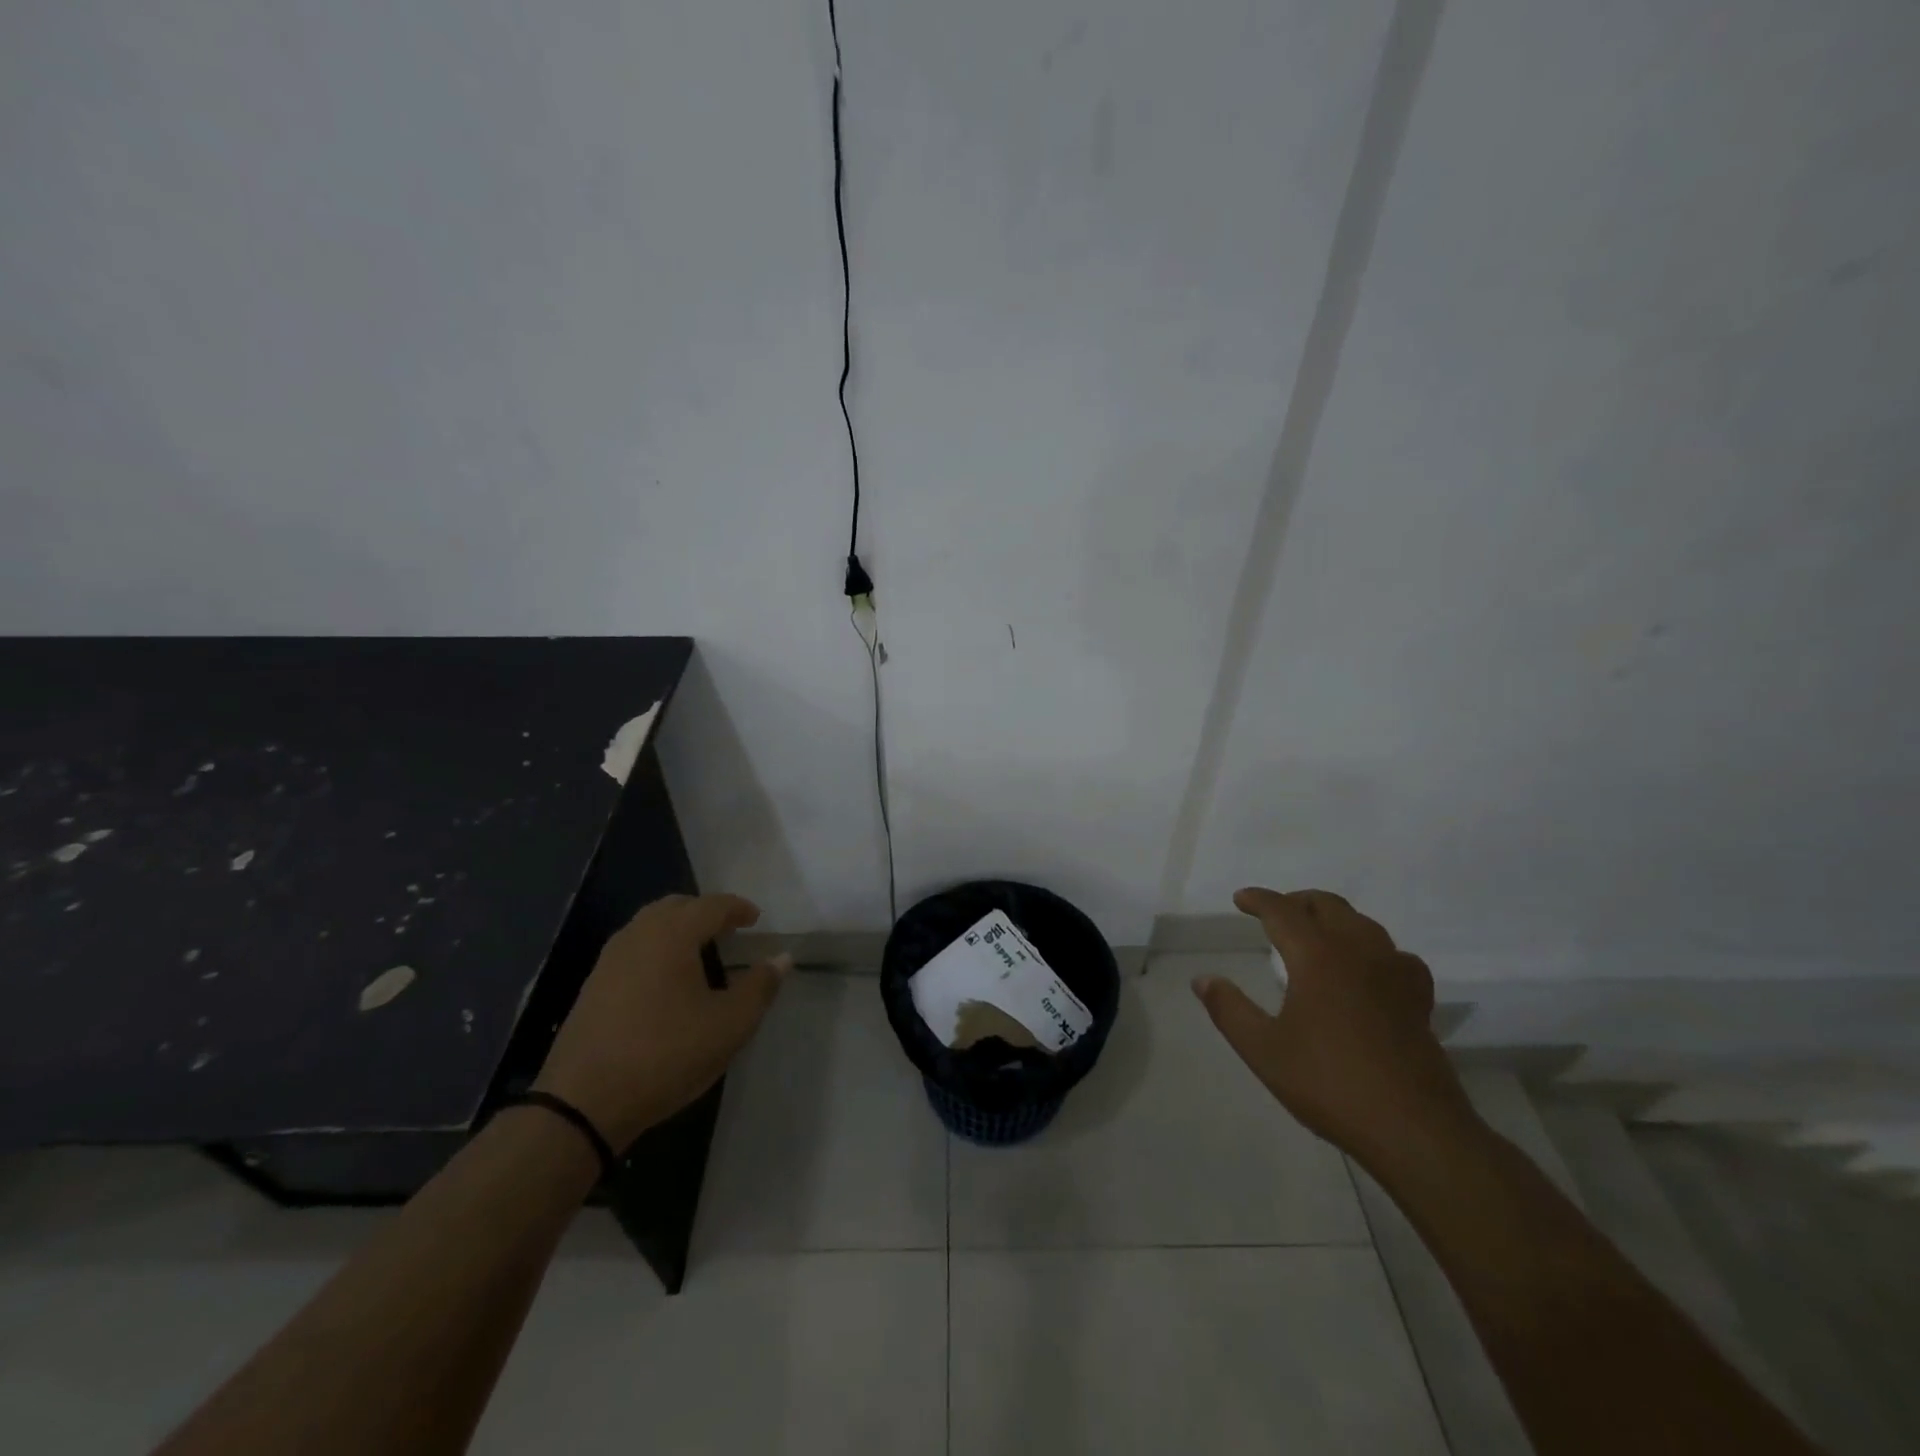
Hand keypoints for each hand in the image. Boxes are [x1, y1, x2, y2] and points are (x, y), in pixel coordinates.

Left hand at [534, 893, 788, 1148]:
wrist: (582, 1103)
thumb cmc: (666, 1055)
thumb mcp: (729, 1025)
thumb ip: (759, 987)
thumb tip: (781, 958)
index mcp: (672, 935)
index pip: (712, 905)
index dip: (738, 909)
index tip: (755, 919)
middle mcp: (638, 935)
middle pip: (676, 906)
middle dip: (705, 912)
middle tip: (728, 930)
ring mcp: (610, 960)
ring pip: (650, 926)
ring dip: (678, 929)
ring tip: (700, 952)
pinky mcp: (593, 986)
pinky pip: (633, 949)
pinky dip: (657, 949)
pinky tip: (666, 981)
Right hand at [1192, 887, 1473, 1165]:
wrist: (1414, 1130)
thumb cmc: (1330, 1084)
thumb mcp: (1264, 1050)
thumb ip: (1229, 1010)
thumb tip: (1203, 979)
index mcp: (1318, 957)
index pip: (1283, 911)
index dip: (1259, 900)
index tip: (1240, 899)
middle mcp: (1359, 952)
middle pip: (1328, 906)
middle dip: (1297, 902)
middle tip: (1274, 914)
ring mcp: (1394, 973)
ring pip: (1362, 924)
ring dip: (1333, 919)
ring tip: (1314, 935)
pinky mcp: (1418, 999)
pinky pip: (1394, 954)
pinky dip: (1372, 949)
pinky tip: (1368, 969)